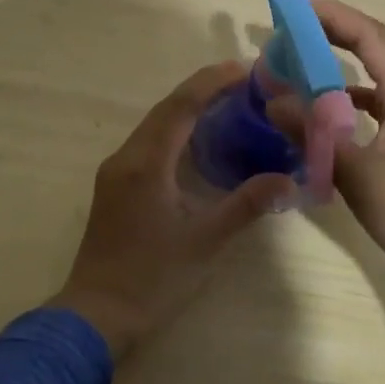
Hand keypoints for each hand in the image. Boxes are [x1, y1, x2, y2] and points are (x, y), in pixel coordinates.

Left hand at [49, 63, 295, 359]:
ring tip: (228, 103)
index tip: (245, 69)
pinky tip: (199, 140)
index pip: (181, 107)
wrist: (97, 314)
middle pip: (166, 109)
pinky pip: (148, 142)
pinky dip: (176, 130)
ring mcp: (116, 171)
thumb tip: (288, 179)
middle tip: (245, 82)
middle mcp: (126, 157)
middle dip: (203, 89)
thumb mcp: (205, 242)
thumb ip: (246, 205)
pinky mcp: (115, 185)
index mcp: (145, 163)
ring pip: (155, 124)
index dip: (212, 82)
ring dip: (188, 108)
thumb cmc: (153, 278)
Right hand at [303, 0, 384, 310]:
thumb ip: (315, 134)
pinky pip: (377, 105)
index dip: (333, 14)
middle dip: (333, 30)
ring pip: (375, 77)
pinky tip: (325, 113)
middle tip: (291, 24)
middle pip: (374, 48)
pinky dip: (348, 99)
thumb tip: (274, 100)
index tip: (295, 3)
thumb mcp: (358, 173)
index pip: (370, 36)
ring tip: (300, 61)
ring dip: (339, 64)